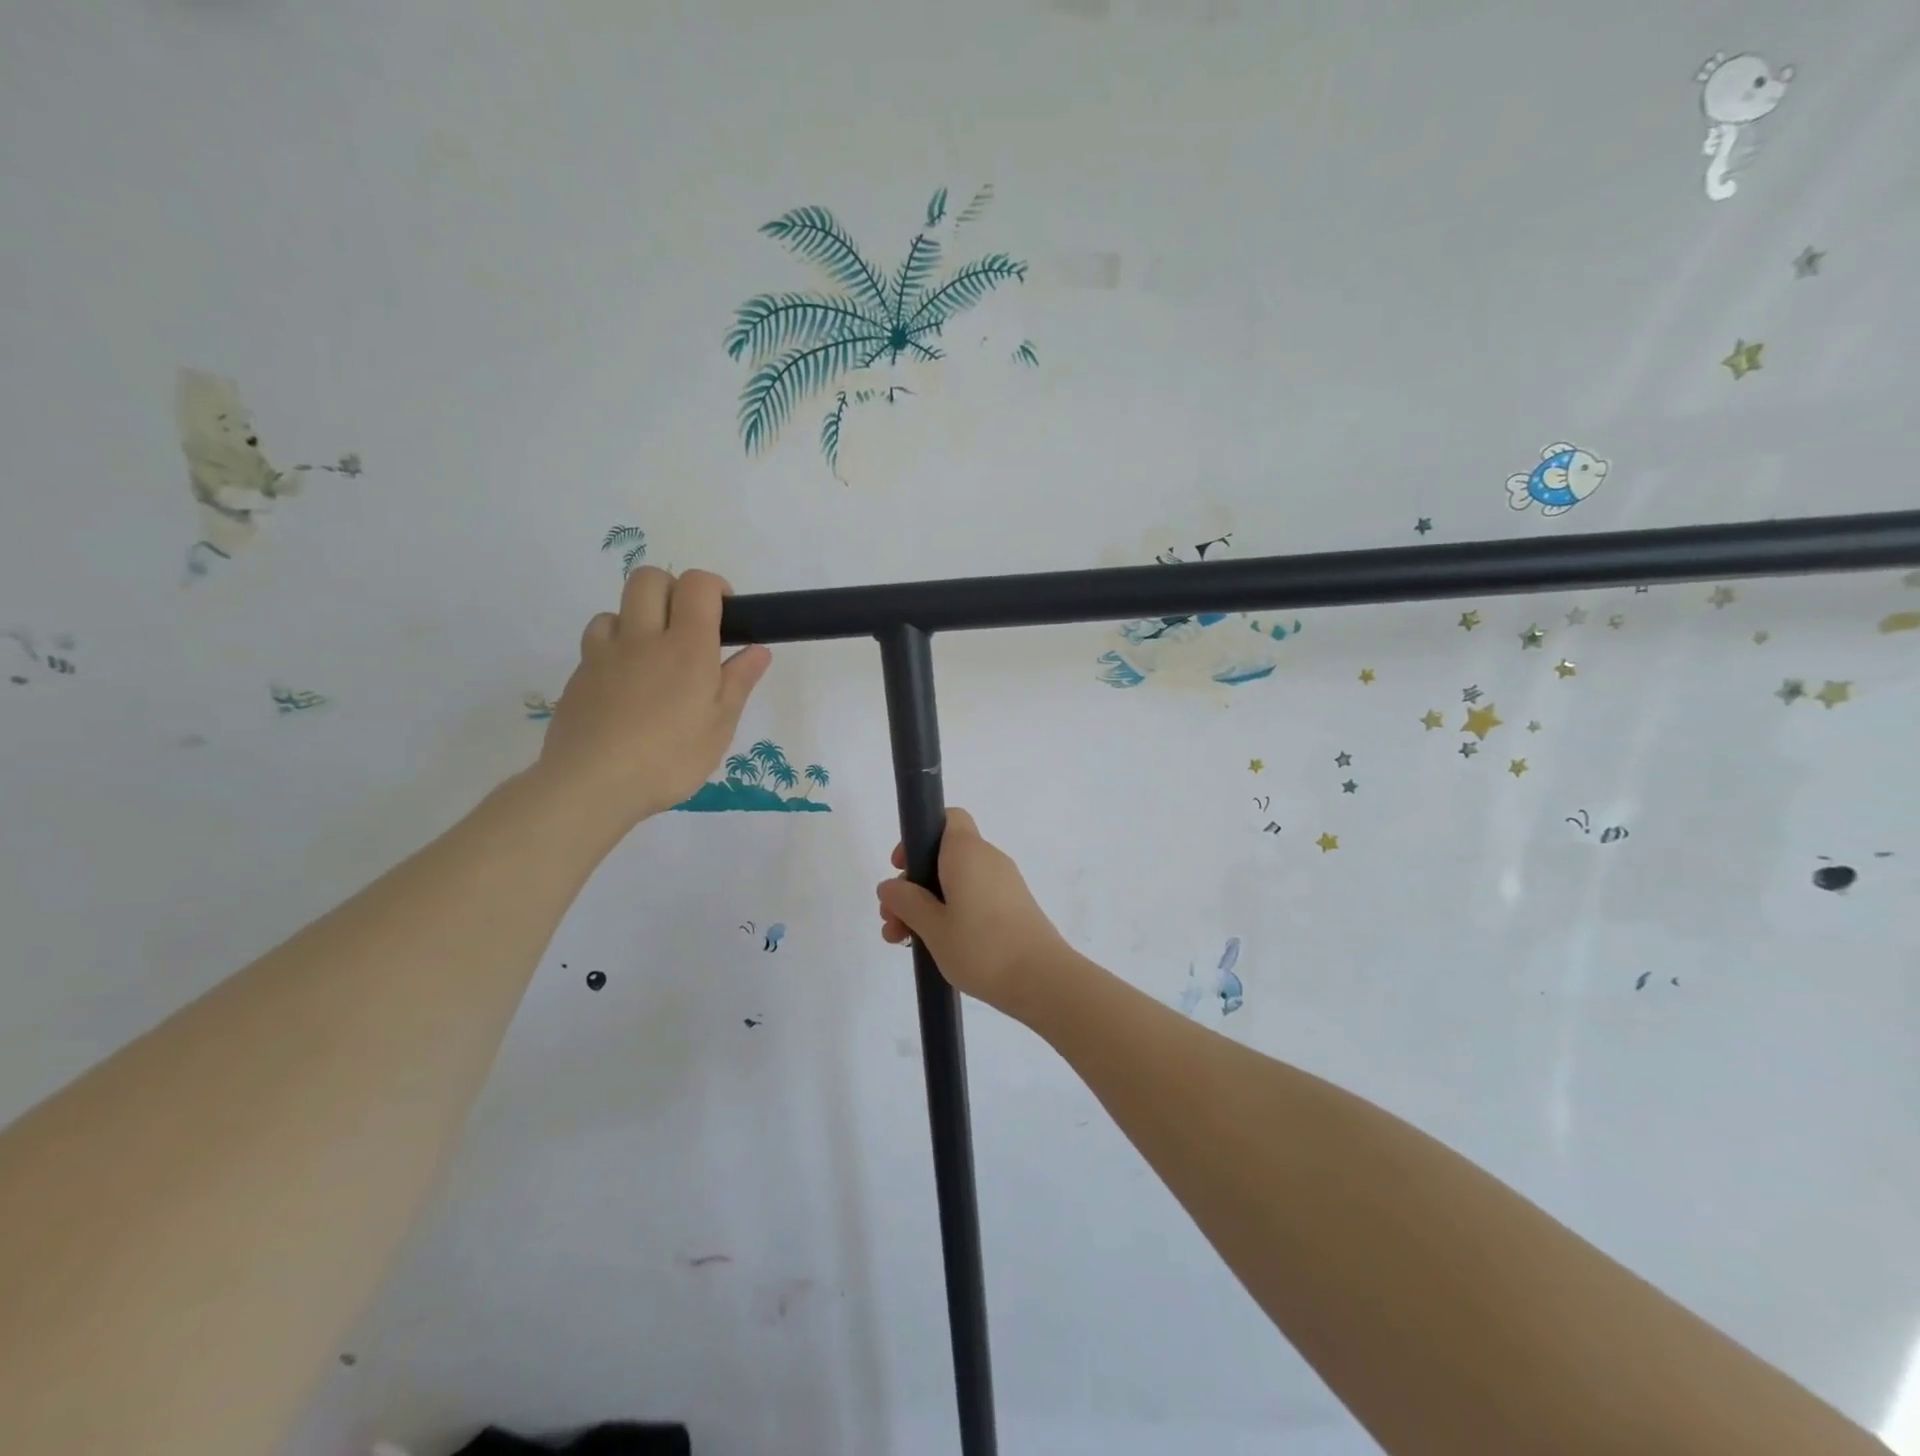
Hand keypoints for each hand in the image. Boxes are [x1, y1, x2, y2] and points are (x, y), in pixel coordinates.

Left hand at [533, 568, 770, 830]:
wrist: (591, 784)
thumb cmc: (670, 758)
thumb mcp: (720, 726)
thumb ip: (738, 682)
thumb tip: (758, 649)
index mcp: (687, 647)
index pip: (697, 585)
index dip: (714, 587)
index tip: (725, 613)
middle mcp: (643, 638)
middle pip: (649, 579)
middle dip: (672, 590)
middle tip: (688, 628)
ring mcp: (604, 654)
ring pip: (617, 609)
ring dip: (639, 619)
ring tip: (654, 658)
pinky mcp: (579, 675)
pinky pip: (597, 643)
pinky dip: (615, 648)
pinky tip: (625, 683)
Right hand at [875, 808, 1071, 1020]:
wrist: (1043, 981)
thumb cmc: (982, 947)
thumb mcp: (932, 926)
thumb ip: (906, 902)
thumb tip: (890, 886)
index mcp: (967, 852)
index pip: (947, 818)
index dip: (919, 836)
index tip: (902, 867)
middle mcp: (988, 859)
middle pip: (944, 857)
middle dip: (913, 885)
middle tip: (892, 921)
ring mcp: (1004, 884)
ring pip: (957, 882)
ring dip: (928, 905)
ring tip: (904, 941)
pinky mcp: (1013, 908)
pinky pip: (974, 898)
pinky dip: (952, 914)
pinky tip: (936, 947)